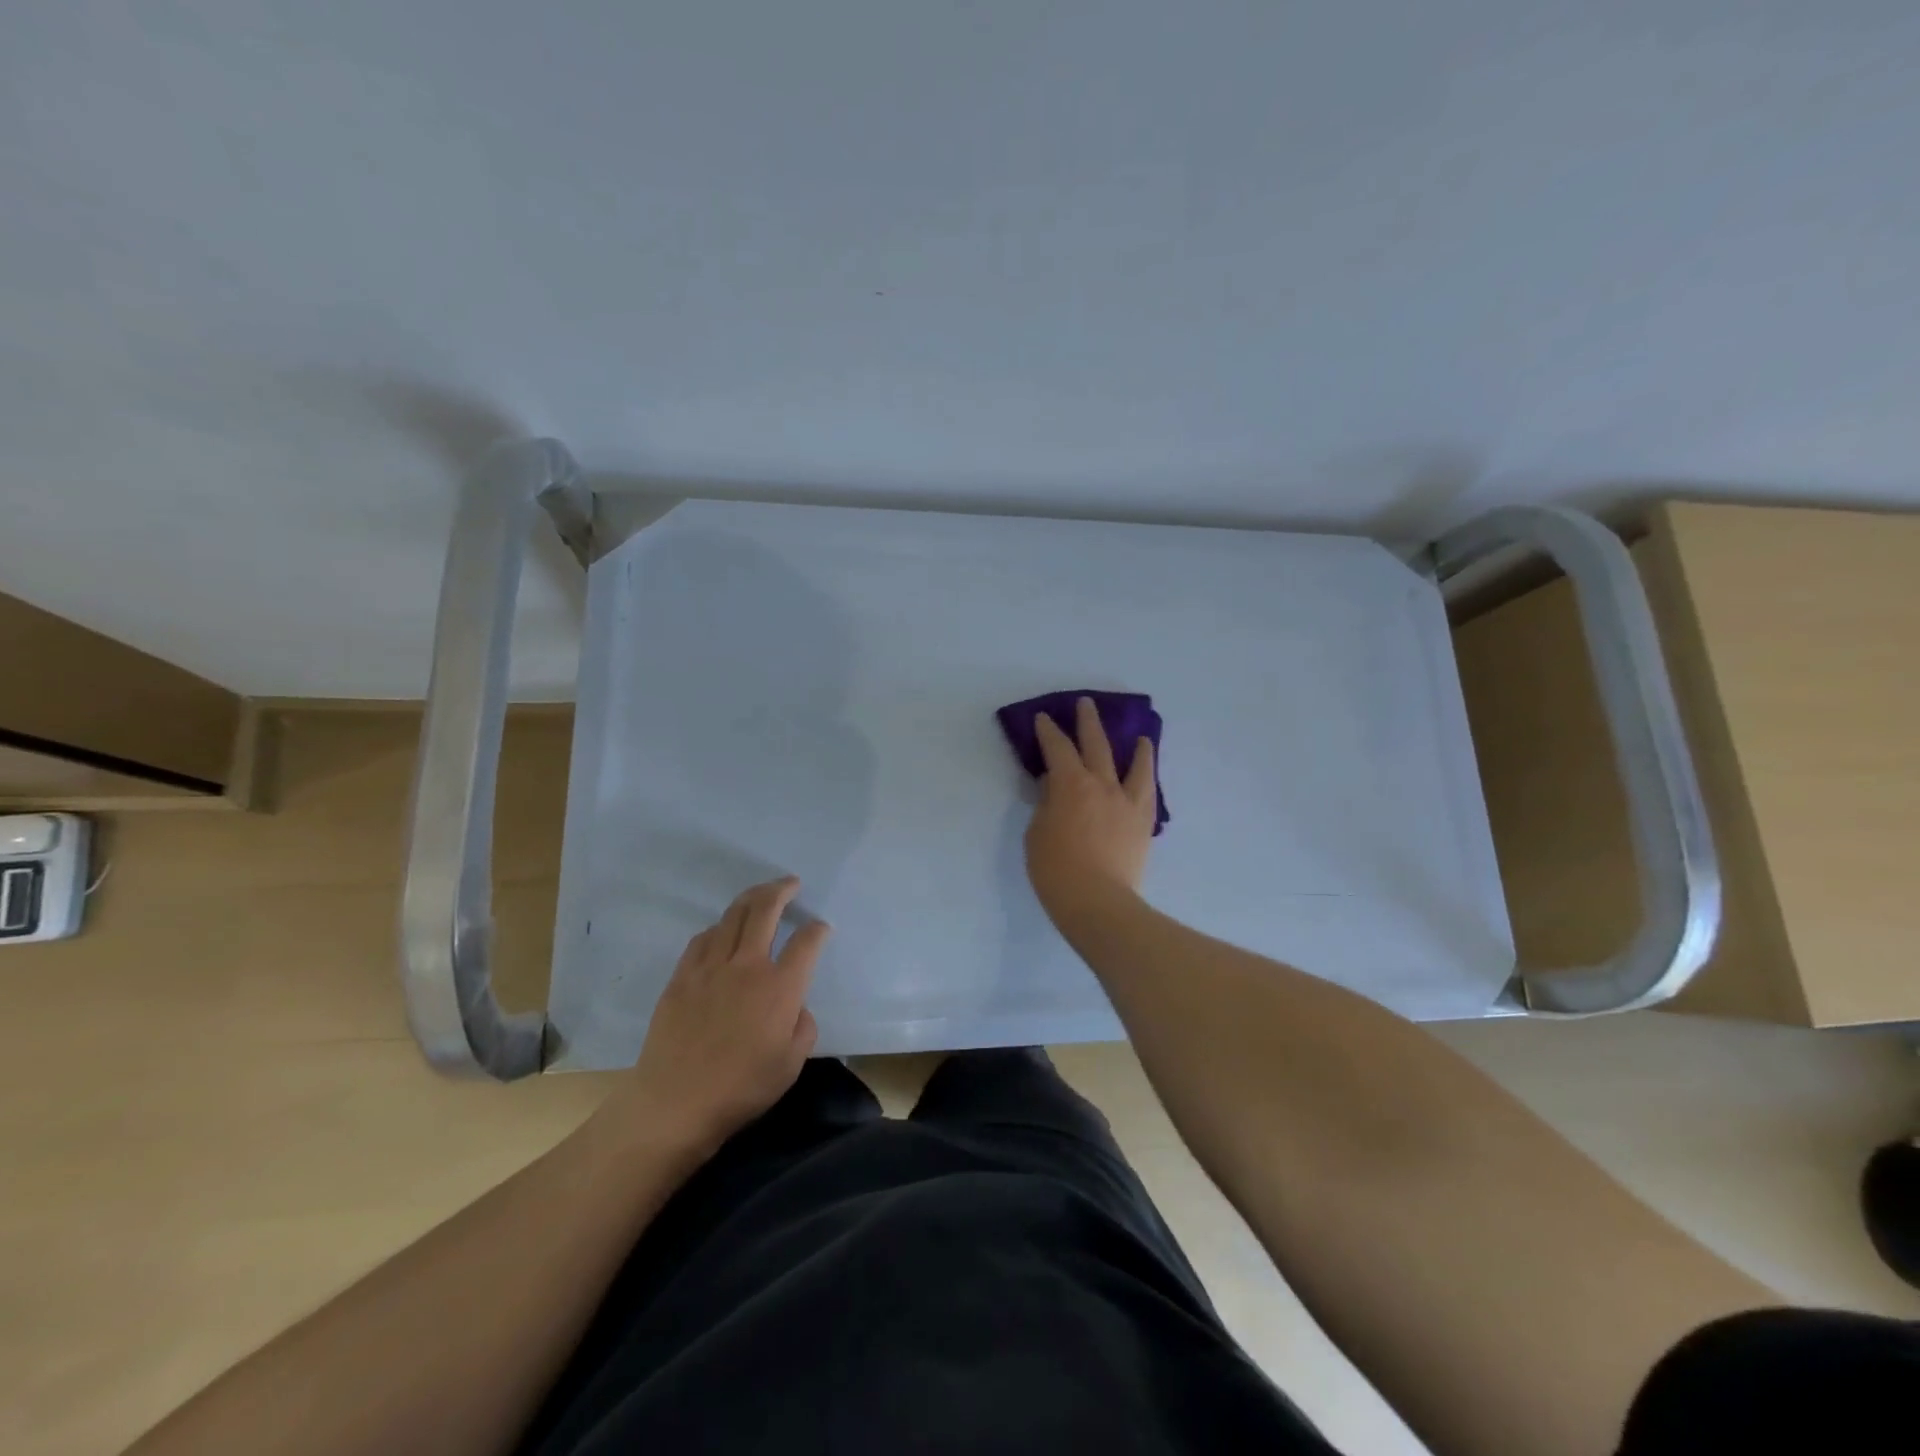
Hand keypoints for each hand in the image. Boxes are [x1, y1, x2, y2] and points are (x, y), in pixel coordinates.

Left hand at [614, 877, 827, 1156]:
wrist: (676, 1102)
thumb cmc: (742, 1088)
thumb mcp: (792, 1064)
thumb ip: (804, 1026)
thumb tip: (796, 1006)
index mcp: (780, 987)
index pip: (806, 942)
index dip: (818, 929)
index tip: (821, 928)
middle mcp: (747, 966)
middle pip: (765, 910)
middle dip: (782, 890)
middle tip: (791, 883)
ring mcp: (711, 967)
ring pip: (732, 917)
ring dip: (750, 899)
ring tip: (760, 895)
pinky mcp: (682, 977)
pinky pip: (703, 938)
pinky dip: (719, 927)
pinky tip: (723, 930)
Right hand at [1025, 696, 1156, 922]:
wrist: (1098, 902)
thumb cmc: (1056, 869)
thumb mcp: (1037, 832)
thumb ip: (1047, 804)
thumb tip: (1054, 786)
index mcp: (1070, 784)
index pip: (1058, 749)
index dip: (1049, 732)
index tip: (1044, 719)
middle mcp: (1102, 784)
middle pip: (1096, 745)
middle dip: (1088, 722)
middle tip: (1085, 704)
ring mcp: (1127, 802)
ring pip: (1134, 765)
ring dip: (1135, 747)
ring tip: (1140, 737)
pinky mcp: (1143, 822)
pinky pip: (1148, 791)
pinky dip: (1147, 776)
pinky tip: (1147, 774)